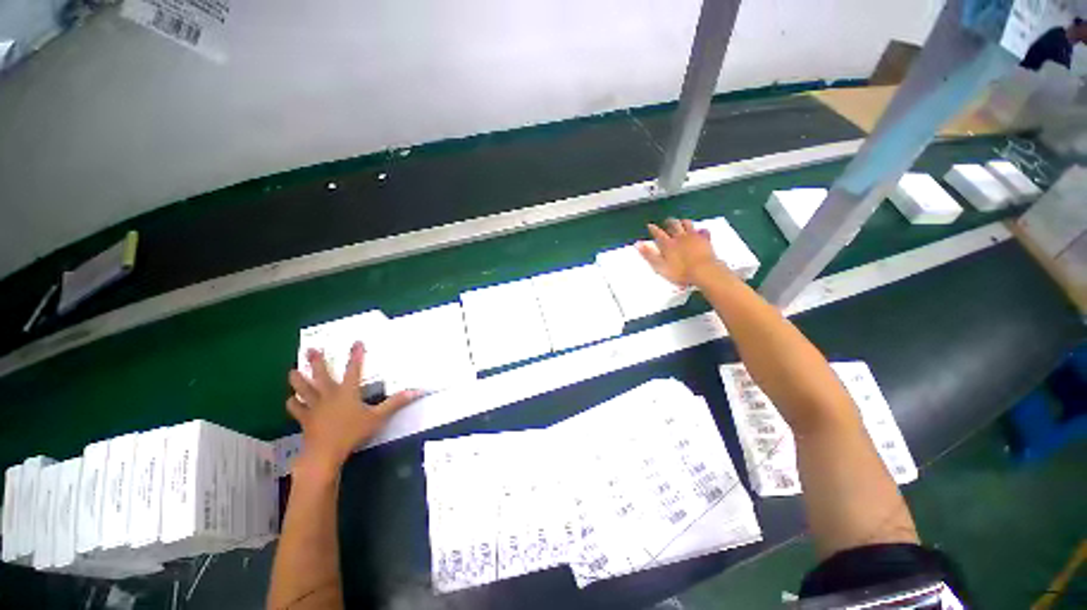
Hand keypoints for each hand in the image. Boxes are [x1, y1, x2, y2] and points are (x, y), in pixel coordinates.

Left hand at [287, 342, 420, 474]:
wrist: (325, 453)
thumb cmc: (353, 432)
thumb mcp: (378, 417)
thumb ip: (395, 403)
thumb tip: (416, 391)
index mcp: (347, 392)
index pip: (354, 369)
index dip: (356, 355)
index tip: (356, 342)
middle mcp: (329, 395)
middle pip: (321, 375)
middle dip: (316, 362)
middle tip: (310, 349)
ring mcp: (314, 407)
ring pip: (303, 389)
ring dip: (297, 379)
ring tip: (293, 371)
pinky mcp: (305, 419)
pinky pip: (296, 408)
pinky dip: (294, 403)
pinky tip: (292, 400)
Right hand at [636, 218, 722, 286]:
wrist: (703, 271)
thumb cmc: (680, 272)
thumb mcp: (660, 266)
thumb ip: (649, 255)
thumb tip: (637, 244)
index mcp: (668, 244)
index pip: (658, 233)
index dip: (653, 229)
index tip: (650, 225)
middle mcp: (680, 237)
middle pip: (673, 225)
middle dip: (669, 222)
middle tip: (667, 221)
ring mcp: (694, 237)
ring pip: (687, 224)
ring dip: (683, 222)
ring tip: (681, 221)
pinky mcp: (705, 240)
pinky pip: (703, 231)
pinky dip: (701, 230)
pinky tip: (701, 230)